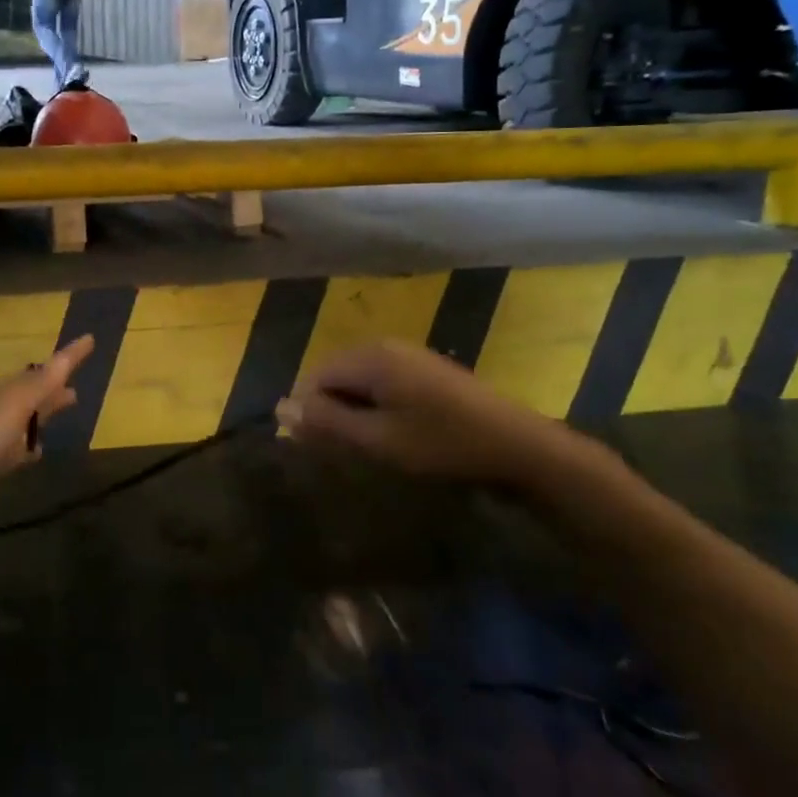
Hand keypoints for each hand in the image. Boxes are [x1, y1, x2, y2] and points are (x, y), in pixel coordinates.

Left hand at [0, 336, 93, 541]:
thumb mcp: (10, 407)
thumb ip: (44, 382)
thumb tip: (83, 340)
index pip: (36, 381)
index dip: (61, 370)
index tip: (87, 350)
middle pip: (22, 415)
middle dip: (45, 408)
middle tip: (72, 400)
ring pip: (5, 452)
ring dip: (21, 448)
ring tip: (40, 450)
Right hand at [277, 340, 609, 490]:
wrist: (517, 445)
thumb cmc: (442, 444)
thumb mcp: (378, 439)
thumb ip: (327, 421)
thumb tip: (280, 406)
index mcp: (369, 357)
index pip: (315, 376)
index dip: (310, 411)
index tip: (321, 448)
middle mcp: (384, 346)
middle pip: (335, 374)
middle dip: (331, 409)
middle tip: (345, 450)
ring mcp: (408, 354)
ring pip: (359, 379)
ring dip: (354, 409)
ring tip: (369, 445)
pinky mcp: (425, 368)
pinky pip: (382, 381)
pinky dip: (376, 405)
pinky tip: (395, 432)